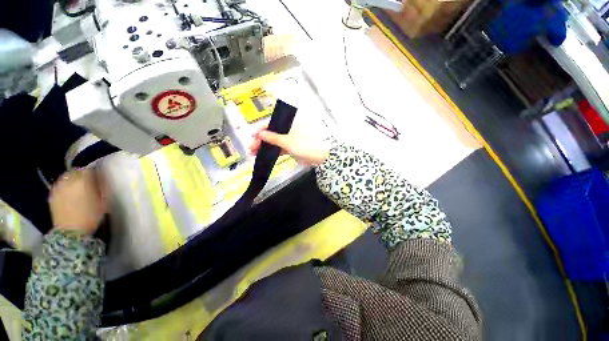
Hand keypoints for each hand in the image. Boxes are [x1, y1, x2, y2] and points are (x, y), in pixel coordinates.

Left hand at [49, 168, 107, 234]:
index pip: (90, 169)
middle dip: (83, 175)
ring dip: (73, 180)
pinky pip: (60, 185)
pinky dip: (65, 186)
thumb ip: (102, 187)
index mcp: (83, 180)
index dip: (95, 174)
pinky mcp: (52, 194)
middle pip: (76, 171)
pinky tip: (69, 195)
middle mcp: (69, 180)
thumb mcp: (104, 201)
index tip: (99, 180)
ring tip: (78, 189)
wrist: (71, 232)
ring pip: (66, 177)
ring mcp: (58, 187)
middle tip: (89, 184)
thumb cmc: (91, 215)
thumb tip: (101, 179)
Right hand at [249, 127, 329, 165]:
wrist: (321, 156)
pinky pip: (281, 148)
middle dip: (261, 141)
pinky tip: (265, 156)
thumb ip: (273, 137)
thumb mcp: (287, 141)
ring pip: (275, 141)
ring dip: (266, 147)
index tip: (252, 137)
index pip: (271, 124)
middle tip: (252, 149)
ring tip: (255, 154)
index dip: (261, 130)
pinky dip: (273, 152)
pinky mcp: (293, 147)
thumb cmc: (305, 145)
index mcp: (289, 123)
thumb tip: (260, 133)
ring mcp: (291, 138)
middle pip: (272, 133)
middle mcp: (289, 129)